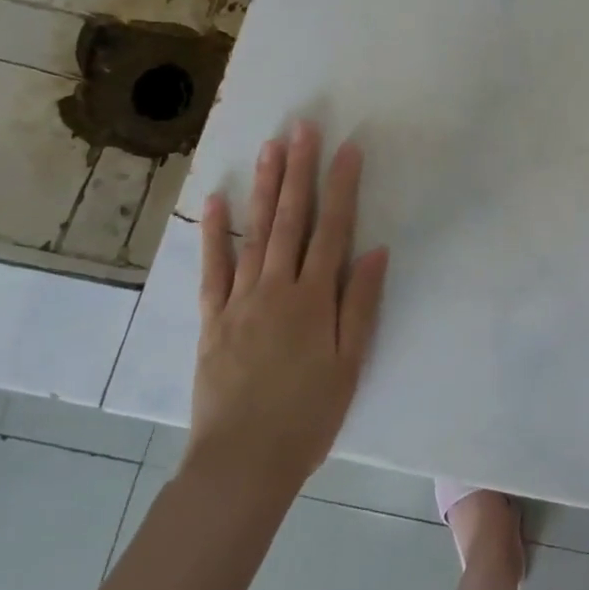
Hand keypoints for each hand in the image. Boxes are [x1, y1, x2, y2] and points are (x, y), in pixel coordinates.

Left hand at [187, 122, 389, 485]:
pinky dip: (214, 233)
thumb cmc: (309, 414)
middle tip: (301, 127)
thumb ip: (361, 303)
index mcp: (314, 297)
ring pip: (254, 233)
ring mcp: (240, 300)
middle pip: (291, 219)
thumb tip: (375, 250)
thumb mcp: (350, 362)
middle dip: (298, 170)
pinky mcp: (213, 319)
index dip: (342, 186)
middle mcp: (277, 287)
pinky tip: (216, 201)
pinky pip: (213, 269)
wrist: (243, 461)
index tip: (347, 149)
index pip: (332, 229)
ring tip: (268, 147)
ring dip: (263, 188)